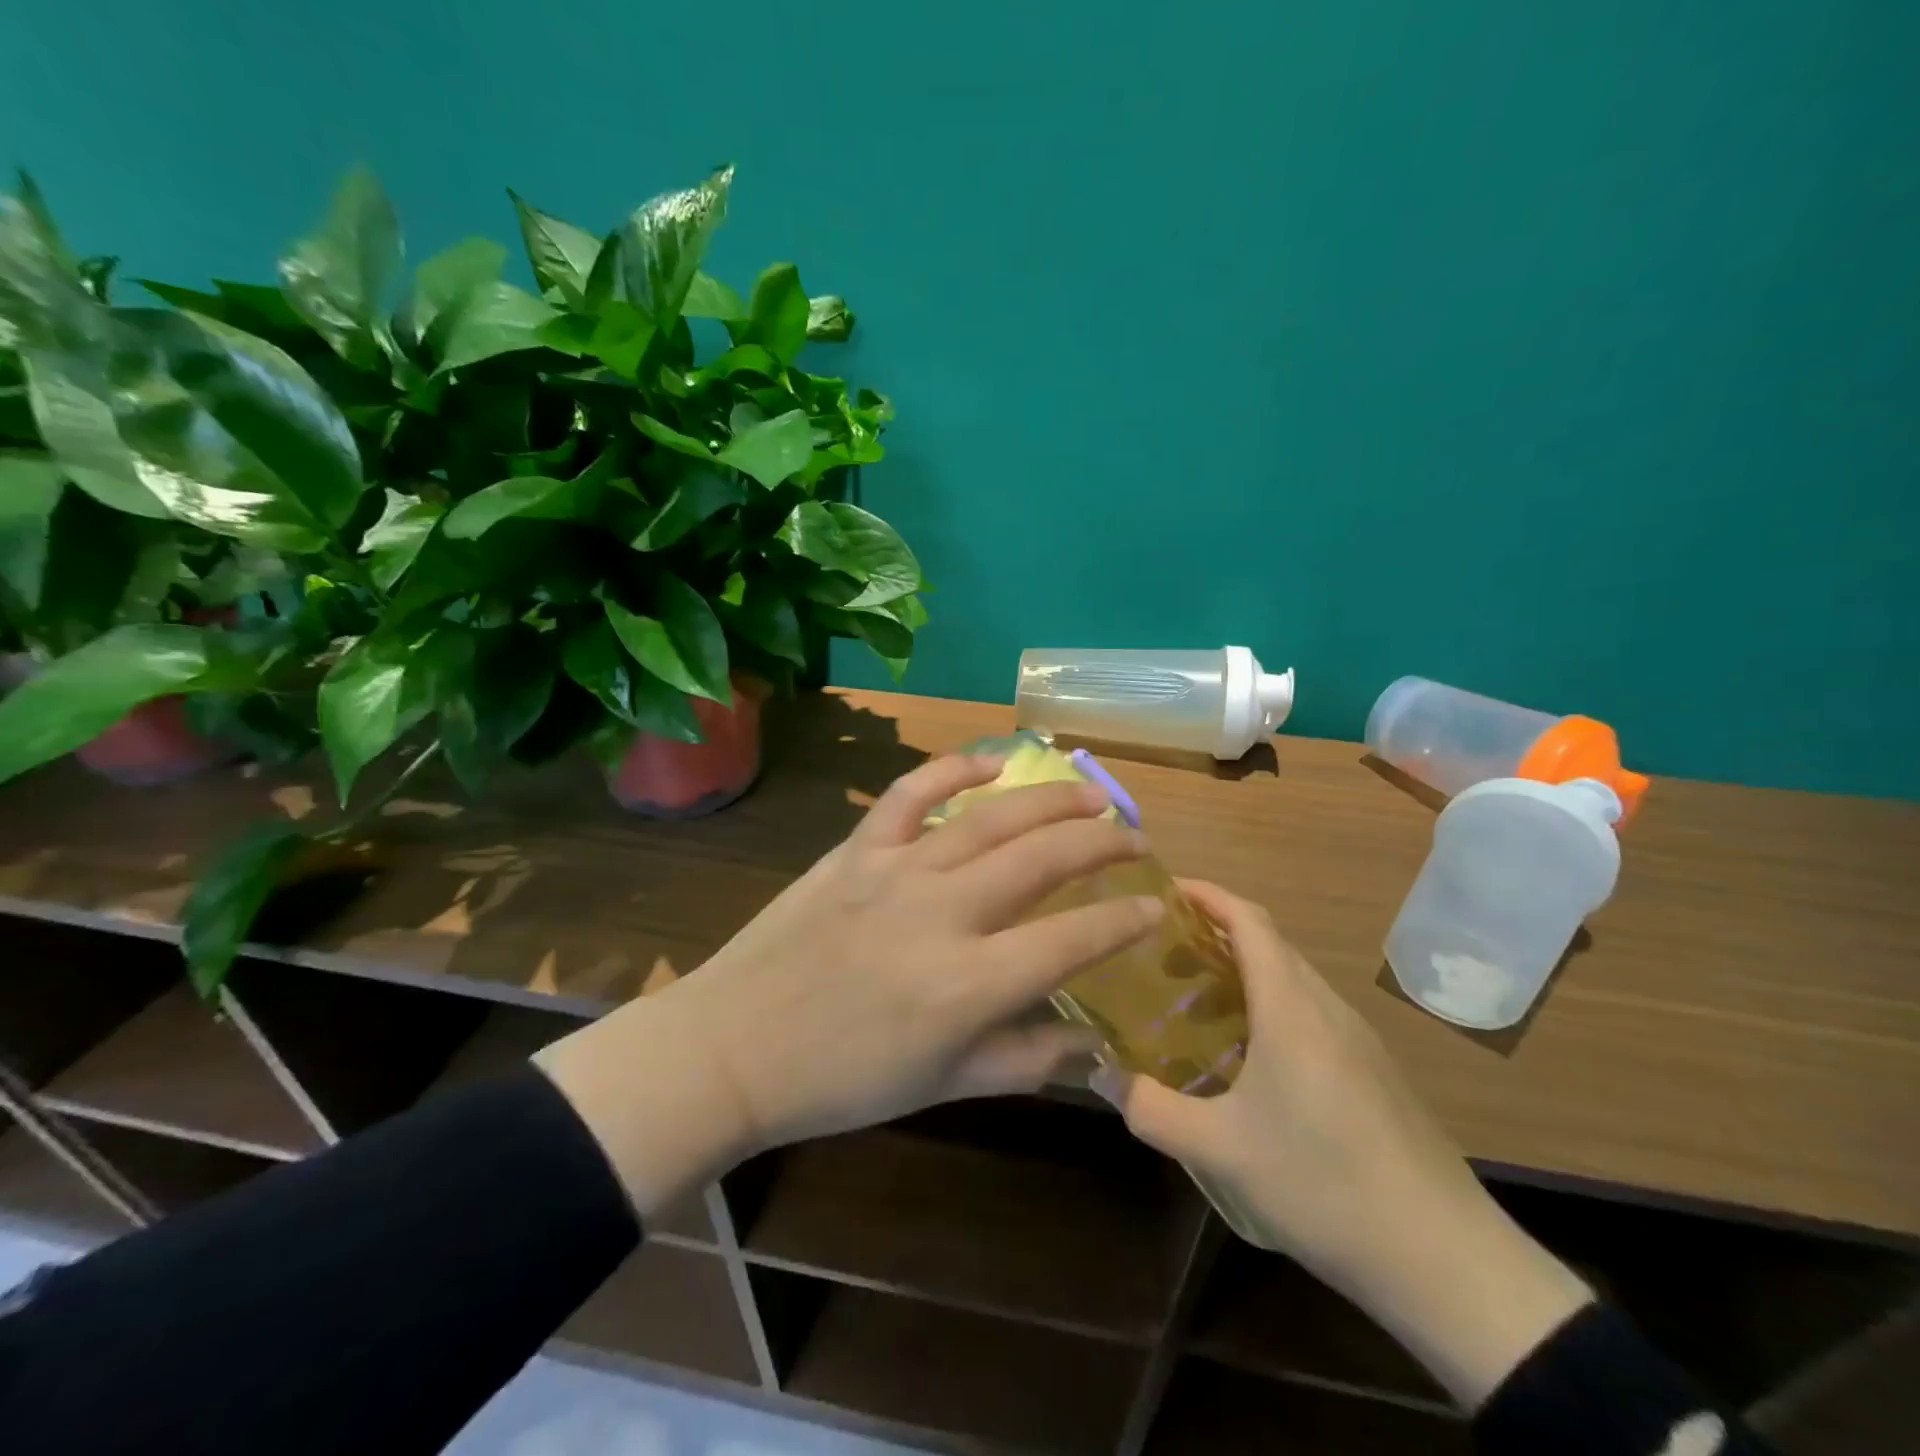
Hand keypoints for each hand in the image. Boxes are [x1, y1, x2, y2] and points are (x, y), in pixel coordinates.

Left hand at [535, 755, 1162, 1222]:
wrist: (734, 1045)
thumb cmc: (841, 1080)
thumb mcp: (942, 1086)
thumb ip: (1024, 1059)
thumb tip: (1093, 1042)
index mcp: (968, 984)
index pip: (1071, 939)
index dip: (1123, 920)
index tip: (1154, 905)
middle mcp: (943, 912)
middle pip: (1043, 859)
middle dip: (1102, 842)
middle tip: (1135, 838)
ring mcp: (898, 869)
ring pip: (992, 817)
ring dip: (1051, 800)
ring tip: (1092, 795)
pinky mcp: (857, 848)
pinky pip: (912, 792)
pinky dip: (955, 769)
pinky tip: (993, 763)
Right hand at [1092, 881, 1590, 1410]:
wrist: (1446, 1258)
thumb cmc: (1324, 1184)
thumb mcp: (1221, 1150)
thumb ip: (1152, 1109)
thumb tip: (1101, 1077)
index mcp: (1291, 1007)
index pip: (1249, 920)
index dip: (1207, 894)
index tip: (1165, 889)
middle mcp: (1326, 1008)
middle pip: (1270, 943)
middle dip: (1215, 932)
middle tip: (1162, 953)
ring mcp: (1357, 1039)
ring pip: (1292, 978)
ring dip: (1243, 971)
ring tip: (1196, 1000)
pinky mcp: (1373, 1071)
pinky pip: (1311, 1011)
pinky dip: (1270, 1005)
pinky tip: (1248, 1055)